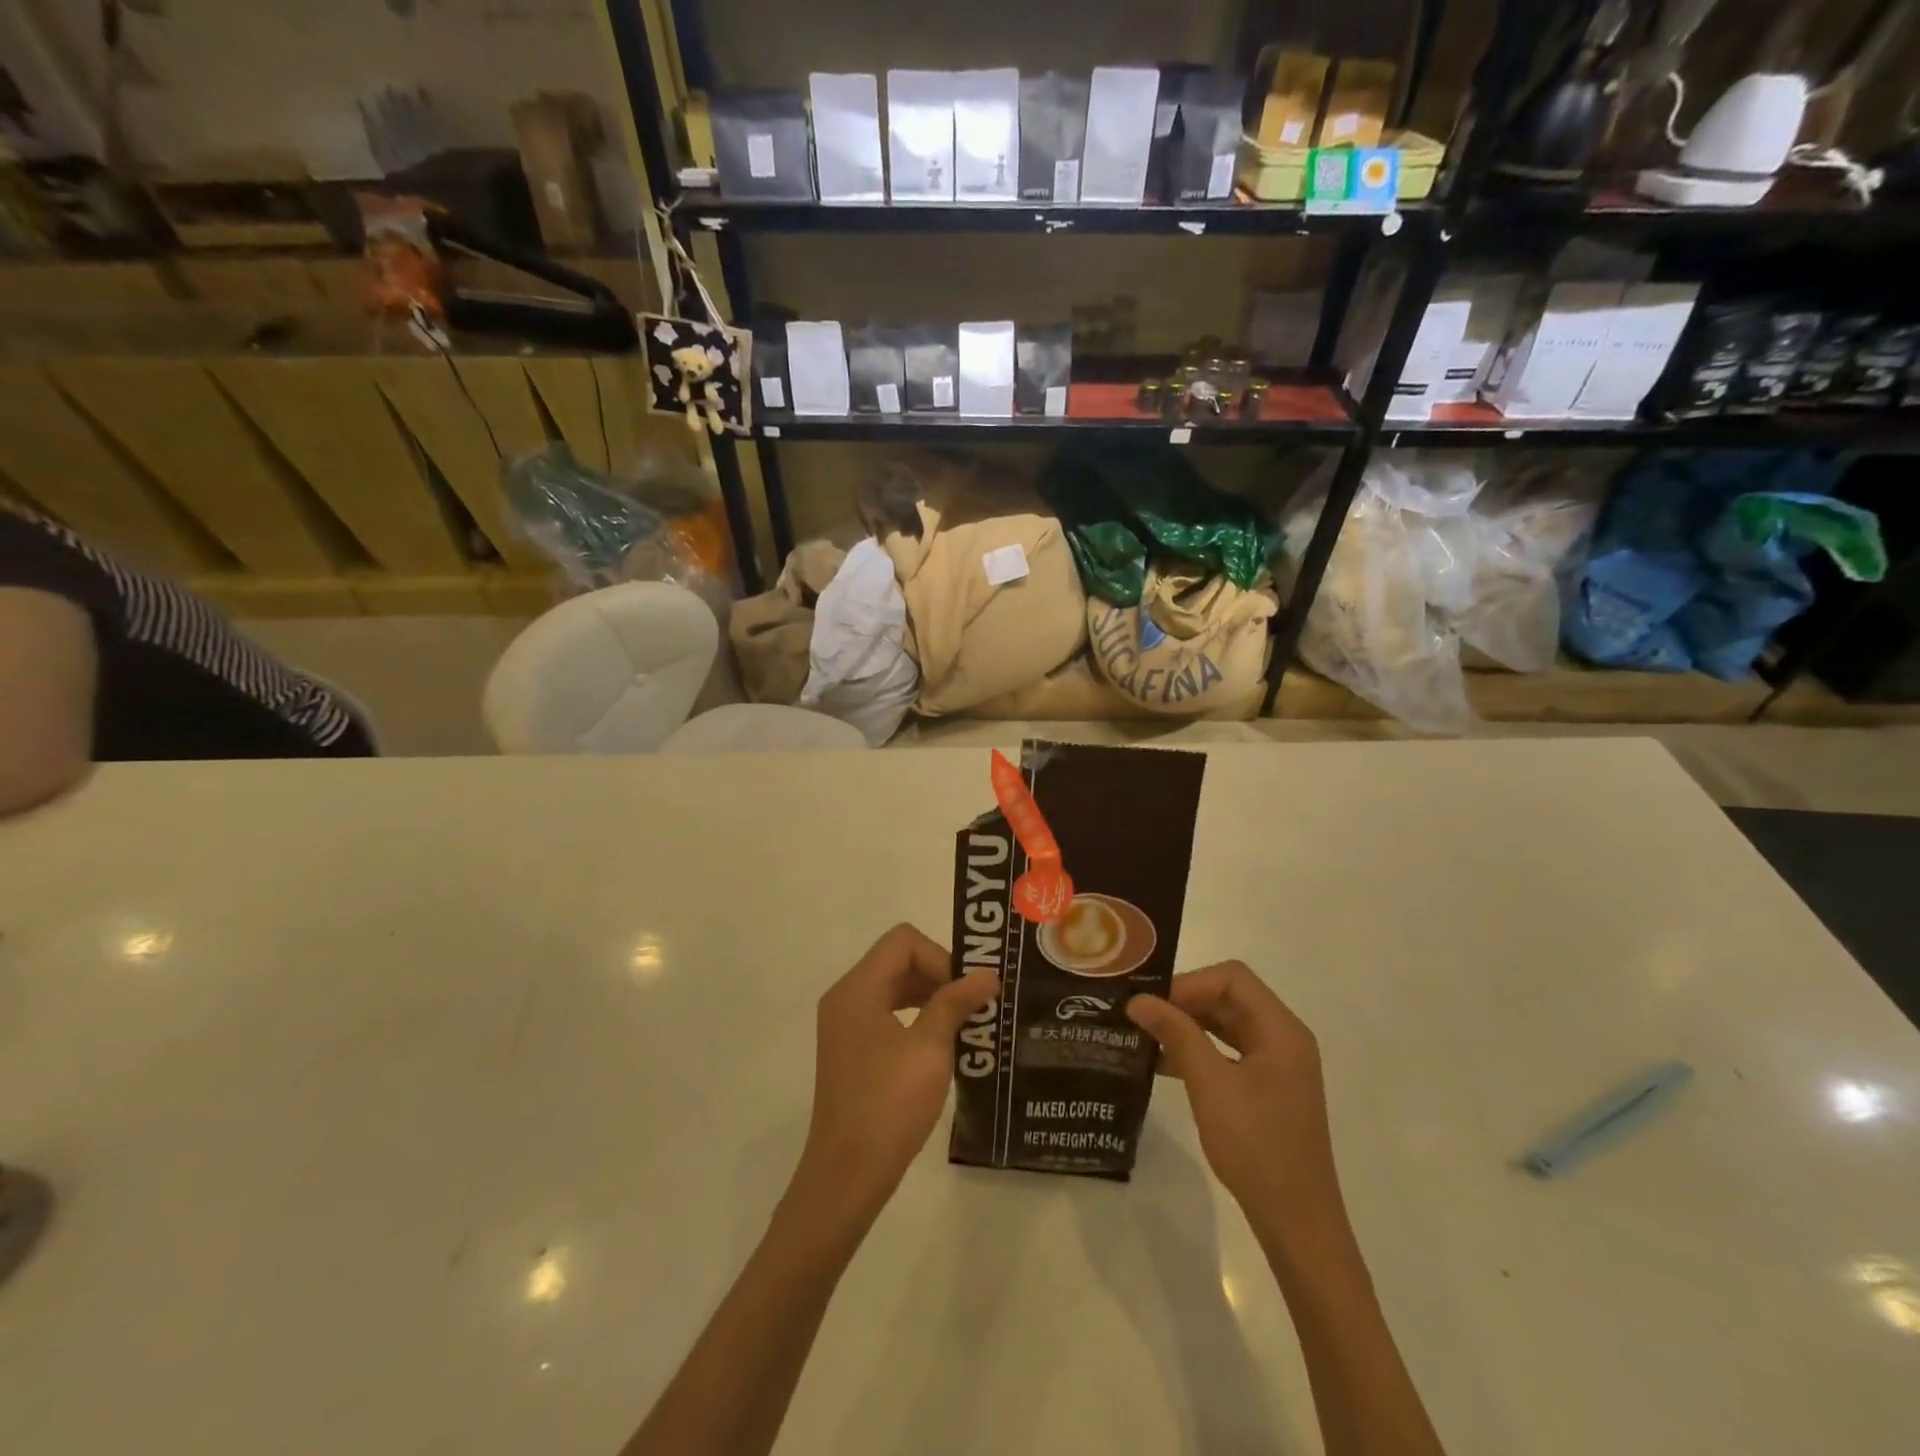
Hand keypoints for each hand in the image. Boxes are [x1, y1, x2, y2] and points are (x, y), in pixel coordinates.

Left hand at [797, 924, 998, 1222]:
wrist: (847, 1173)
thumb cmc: (889, 1104)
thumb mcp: (930, 1048)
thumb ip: (956, 1003)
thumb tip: (987, 975)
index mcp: (858, 989)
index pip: (903, 941)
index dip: (940, 956)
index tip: (966, 990)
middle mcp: (846, 998)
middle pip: (897, 961)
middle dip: (939, 974)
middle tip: (974, 1002)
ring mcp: (845, 1025)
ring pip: (893, 987)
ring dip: (930, 996)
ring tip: (965, 1021)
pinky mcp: (852, 1050)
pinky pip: (887, 1014)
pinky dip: (916, 1017)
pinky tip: (943, 1043)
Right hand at [1126, 962, 1345, 1248]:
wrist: (1297, 1223)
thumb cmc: (1257, 1147)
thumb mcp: (1210, 1085)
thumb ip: (1176, 1034)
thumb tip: (1138, 999)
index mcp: (1281, 1029)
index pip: (1232, 978)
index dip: (1189, 983)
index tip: (1152, 1003)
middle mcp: (1283, 1038)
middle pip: (1229, 998)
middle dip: (1184, 1002)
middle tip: (1140, 1015)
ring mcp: (1276, 1065)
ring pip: (1225, 1025)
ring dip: (1187, 1026)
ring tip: (1144, 1035)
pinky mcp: (1266, 1089)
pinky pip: (1227, 1052)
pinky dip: (1197, 1050)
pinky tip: (1163, 1063)